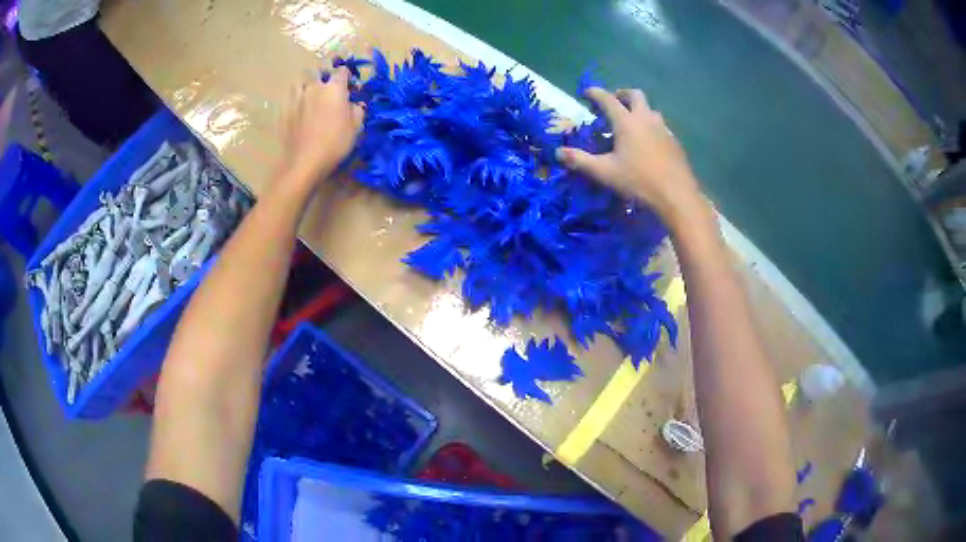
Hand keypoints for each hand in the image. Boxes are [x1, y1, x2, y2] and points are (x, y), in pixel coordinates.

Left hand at [280, 66, 363, 184]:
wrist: (304, 161)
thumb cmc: (335, 143)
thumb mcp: (356, 127)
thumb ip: (357, 110)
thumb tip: (354, 104)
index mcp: (335, 88)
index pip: (342, 71)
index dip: (347, 75)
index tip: (350, 83)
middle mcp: (315, 87)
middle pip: (319, 70)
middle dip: (325, 73)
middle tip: (329, 83)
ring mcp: (297, 98)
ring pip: (301, 80)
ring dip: (307, 82)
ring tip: (311, 91)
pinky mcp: (286, 111)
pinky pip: (291, 97)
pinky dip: (296, 98)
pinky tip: (299, 107)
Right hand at [556, 88, 703, 225]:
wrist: (676, 195)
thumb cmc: (638, 181)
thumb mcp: (604, 173)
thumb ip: (580, 161)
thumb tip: (558, 152)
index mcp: (626, 122)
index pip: (607, 99)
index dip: (595, 93)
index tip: (586, 92)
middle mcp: (646, 119)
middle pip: (635, 95)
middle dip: (622, 94)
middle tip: (613, 102)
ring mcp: (663, 129)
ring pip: (650, 109)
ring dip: (639, 109)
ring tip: (631, 122)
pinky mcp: (674, 142)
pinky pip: (660, 126)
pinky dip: (650, 126)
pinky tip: (648, 142)